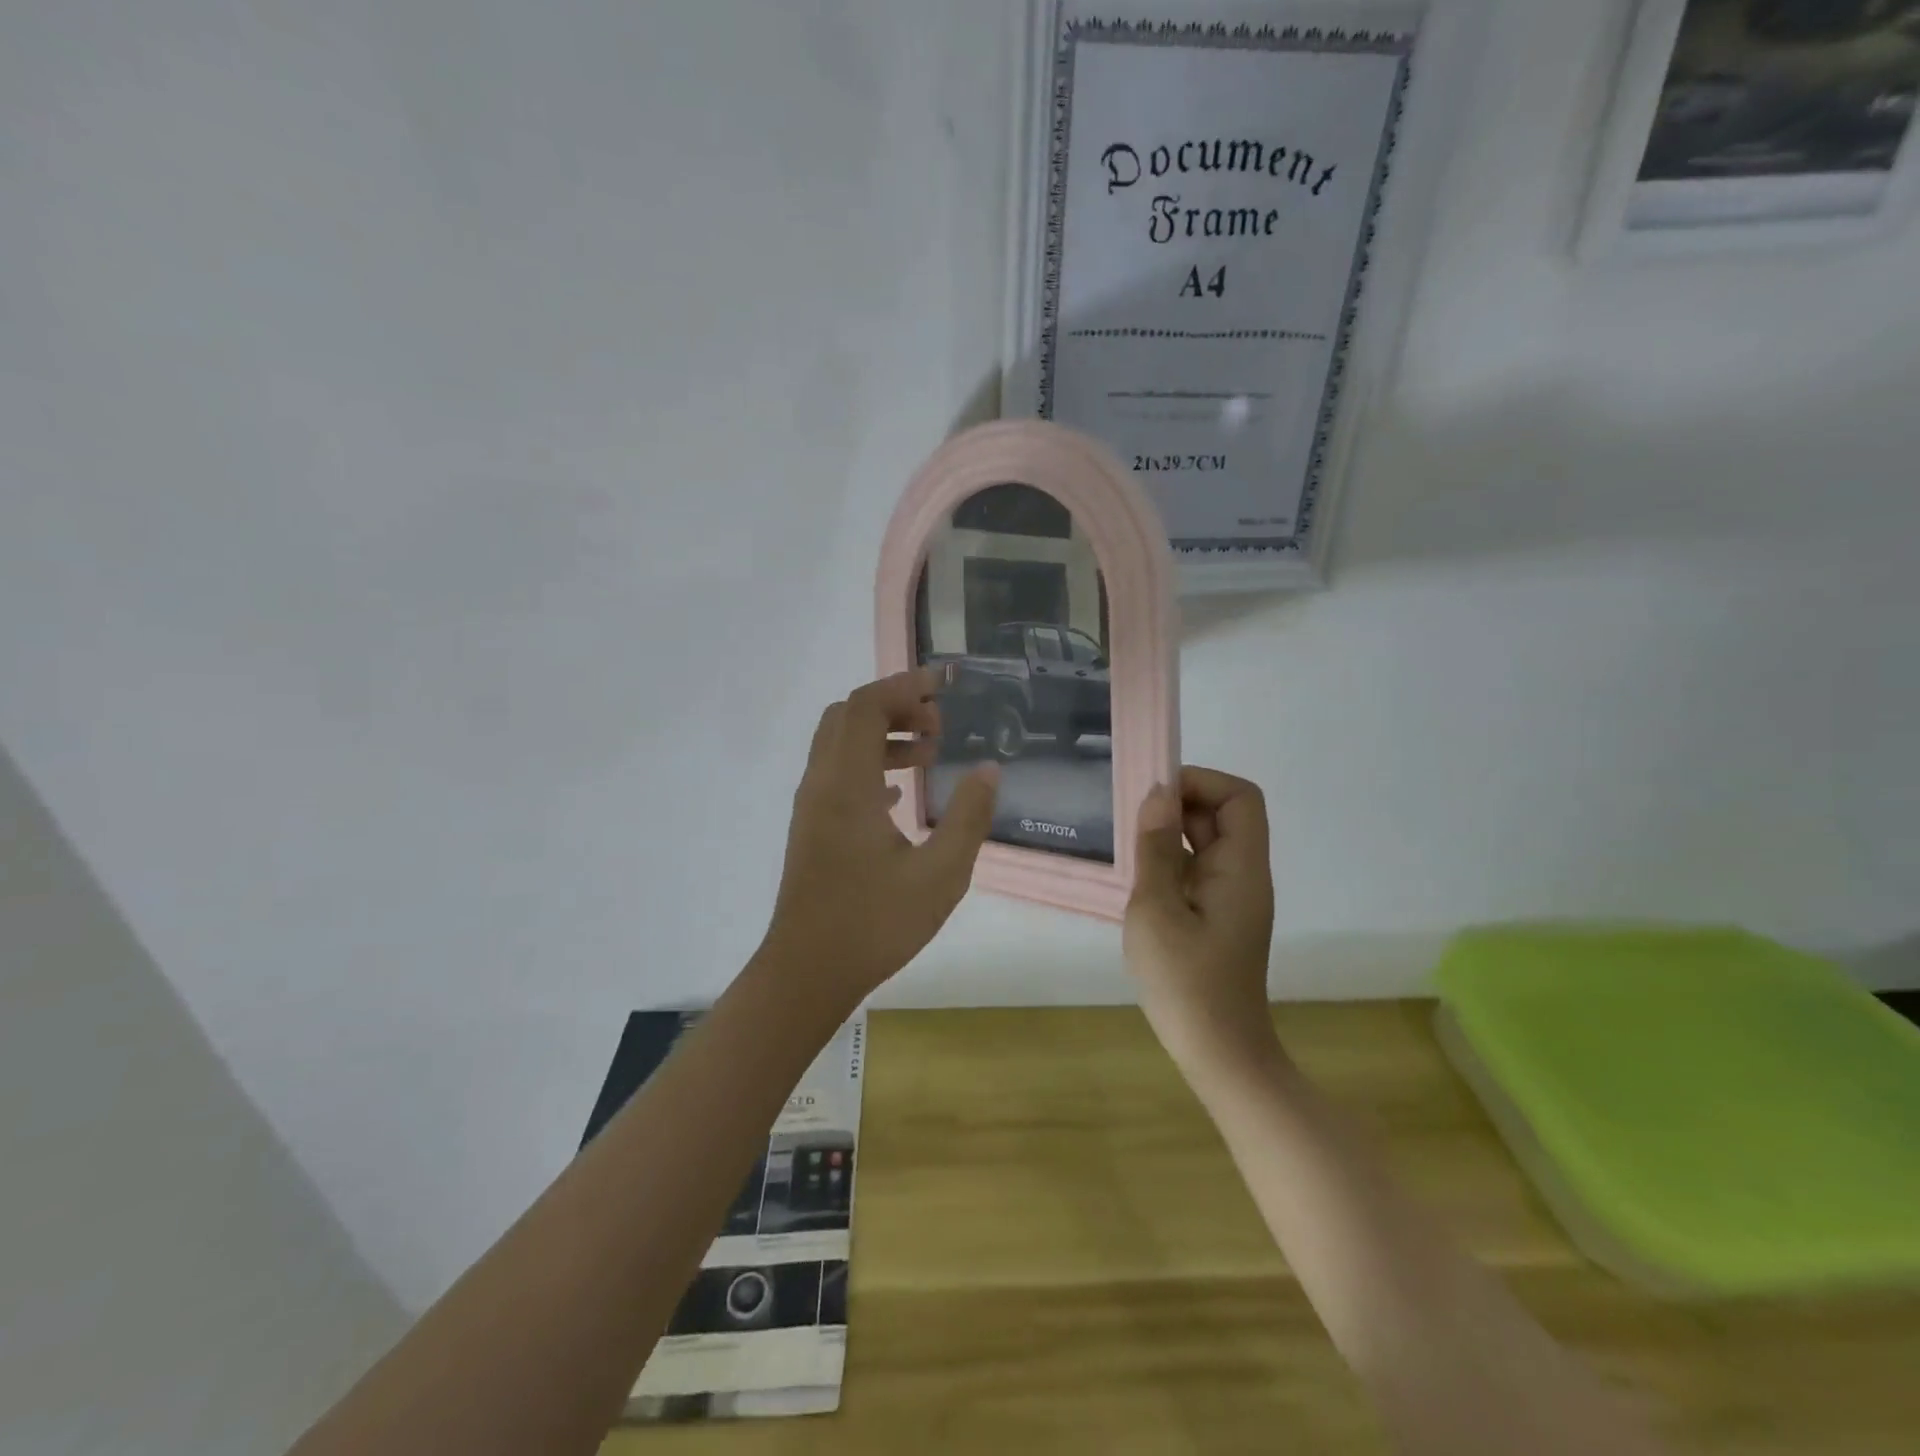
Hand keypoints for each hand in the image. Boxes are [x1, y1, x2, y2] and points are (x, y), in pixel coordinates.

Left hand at [763, 668, 999, 1003]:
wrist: (807, 972)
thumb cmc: (874, 924)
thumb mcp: (940, 875)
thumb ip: (968, 817)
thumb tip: (988, 770)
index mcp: (847, 785)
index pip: (866, 706)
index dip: (905, 686)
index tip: (944, 686)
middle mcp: (821, 784)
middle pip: (847, 715)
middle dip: (894, 705)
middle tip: (938, 723)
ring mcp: (811, 806)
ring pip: (839, 744)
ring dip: (881, 735)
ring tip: (928, 754)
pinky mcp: (811, 827)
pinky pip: (837, 773)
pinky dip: (868, 764)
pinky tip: (899, 794)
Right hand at [1125, 768, 1279, 1079]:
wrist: (1218, 1053)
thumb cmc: (1186, 981)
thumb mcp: (1157, 909)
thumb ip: (1155, 849)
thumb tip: (1157, 794)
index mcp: (1241, 868)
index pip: (1239, 797)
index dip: (1201, 782)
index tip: (1154, 792)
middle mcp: (1243, 875)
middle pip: (1222, 816)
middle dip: (1178, 805)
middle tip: (1128, 815)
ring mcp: (1231, 897)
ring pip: (1205, 843)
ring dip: (1168, 834)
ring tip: (1125, 843)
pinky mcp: (1216, 917)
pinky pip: (1195, 870)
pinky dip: (1167, 862)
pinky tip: (1135, 877)